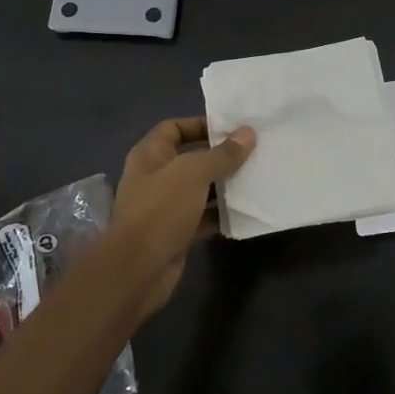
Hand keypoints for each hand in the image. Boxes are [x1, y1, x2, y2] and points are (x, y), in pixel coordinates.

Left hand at [109, 117, 254, 316]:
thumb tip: (248, 133)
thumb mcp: (194, 173)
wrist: (138, 269)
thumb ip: (222, 154)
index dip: (201, 124)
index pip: (174, 128)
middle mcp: (156, 177)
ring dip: (224, 184)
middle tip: (254, 151)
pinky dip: (222, 213)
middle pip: (191, 158)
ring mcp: (166, 206)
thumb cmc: (161, 210)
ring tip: (256, 176)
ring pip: (200, 188)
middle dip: (220, 155)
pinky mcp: (177, 231)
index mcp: (150, 155)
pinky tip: (246, 209)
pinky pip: (204, 215)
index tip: (233, 128)